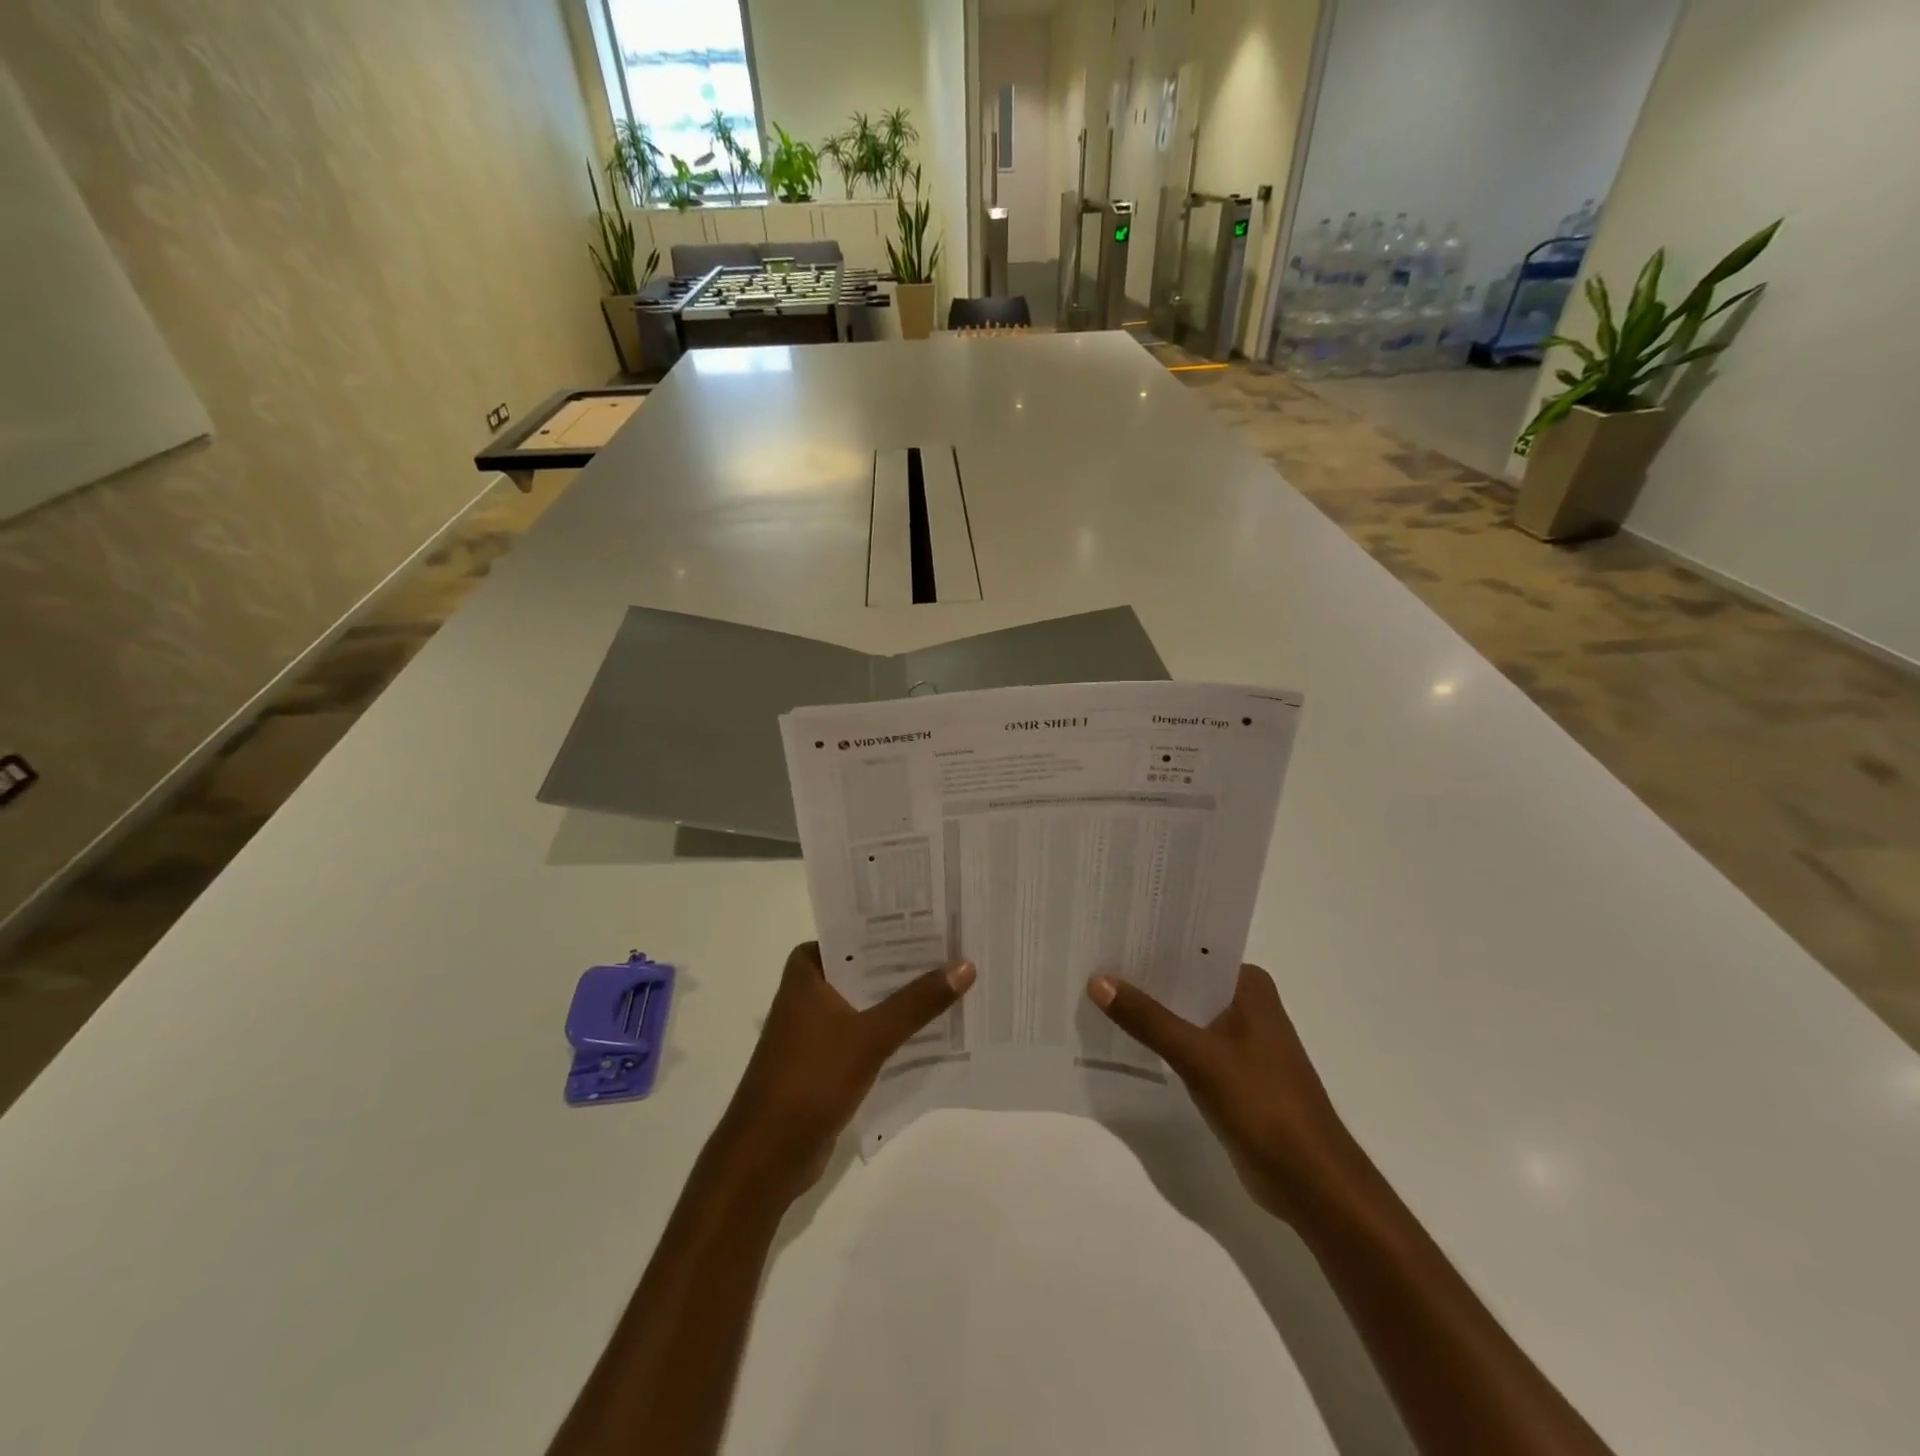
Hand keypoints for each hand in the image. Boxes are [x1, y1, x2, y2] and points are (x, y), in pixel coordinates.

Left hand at [718, 942, 974, 1205]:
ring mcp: (817, 1025)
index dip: (899, 926)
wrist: (766, 1156)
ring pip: (870, 1001)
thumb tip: (966, 965)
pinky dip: (894, 1030)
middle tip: (960, 948)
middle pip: (868, 966)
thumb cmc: (810, 1080)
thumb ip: (917, 1002)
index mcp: (808, 968)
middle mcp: (810, 989)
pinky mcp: (826, 1058)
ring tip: (956, 982)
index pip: (859, 931)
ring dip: (904, 999)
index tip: (942, 918)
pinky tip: (933, 1029)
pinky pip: (868, 1031)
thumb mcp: (870, 1036)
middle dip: (909, 963)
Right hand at [1087, 964, 1359, 1219]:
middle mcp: (1247, 1004)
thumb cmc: (1263, 1103)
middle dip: (1145, 977)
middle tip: (1093, 962)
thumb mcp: (1198, 1056)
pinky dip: (1162, 1040)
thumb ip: (1147, 1018)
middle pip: (1186, 981)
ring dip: (1152, 1010)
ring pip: (1186, 1013)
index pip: (1193, 950)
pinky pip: (1188, 1043)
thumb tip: (1097, 980)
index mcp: (1249, 985)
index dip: (1151, 944)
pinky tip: (1126, 1037)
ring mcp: (1241, 1040)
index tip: (1109, 935)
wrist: (1309, 1181)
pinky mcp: (1232, 1072)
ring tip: (1099, 994)